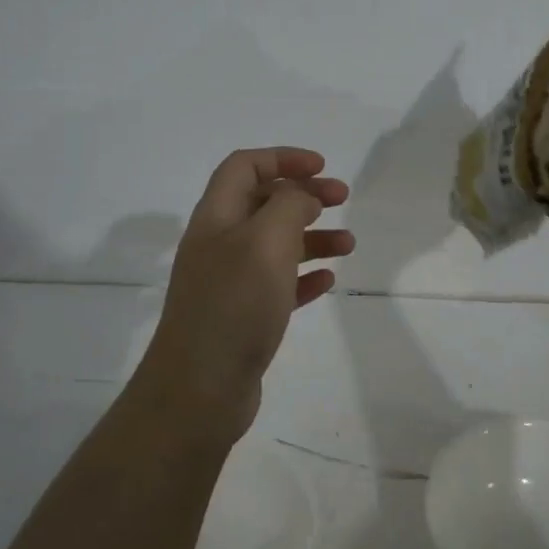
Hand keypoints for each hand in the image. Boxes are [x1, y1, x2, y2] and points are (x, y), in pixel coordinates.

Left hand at [133, 148, 353, 439]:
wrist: (199, 390)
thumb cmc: (234, 306)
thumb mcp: (266, 242)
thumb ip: (288, 206)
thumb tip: (301, 197)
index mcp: (216, 218)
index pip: (244, 167)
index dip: (282, 158)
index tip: (322, 168)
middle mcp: (219, 245)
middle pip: (262, 203)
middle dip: (304, 195)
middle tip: (342, 200)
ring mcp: (229, 283)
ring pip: (275, 246)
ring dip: (312, 238)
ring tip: (349, 246)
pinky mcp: (242, 317)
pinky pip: (278, 286)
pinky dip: (304, 277)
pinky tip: (328, 282)